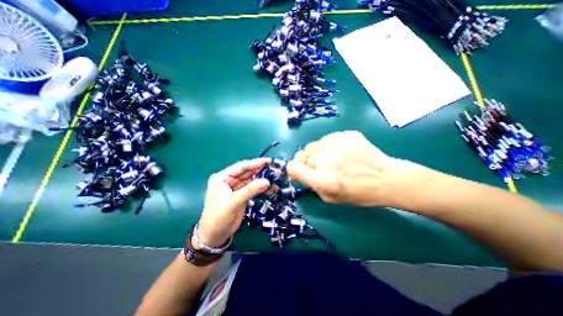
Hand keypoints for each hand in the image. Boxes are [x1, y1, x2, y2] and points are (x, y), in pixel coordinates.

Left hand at [198, 157, 269, 246]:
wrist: (215, 236)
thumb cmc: (218, 216)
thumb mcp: (233, 201)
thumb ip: (250, 190)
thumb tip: (267, 181)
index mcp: (223, 177)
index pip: (241, 166)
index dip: (255, 163)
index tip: (269, 161)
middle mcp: (230, 180)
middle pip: (248, 173)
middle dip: (261, 171)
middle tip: (275, 170)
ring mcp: (236, 188)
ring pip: (252, 181)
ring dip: (263, 180)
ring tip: (276, 178)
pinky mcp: (242, 196)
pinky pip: (253, 189)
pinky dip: (262, 189)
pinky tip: (271, 188)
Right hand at [288, 129, 401, 205]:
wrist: (387, 179)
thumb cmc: (358, 194)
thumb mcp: (329, 197)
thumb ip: (310, 184)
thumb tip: (296, 173)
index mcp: (323, 180)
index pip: (293, 167)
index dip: (293, 169)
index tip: (298, 171)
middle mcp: (328, 161)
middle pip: (302, 155)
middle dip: (307, 163)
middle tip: (318, 167)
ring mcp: (338, 144)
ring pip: (313, 145)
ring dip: (316, 153)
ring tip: (330, 158)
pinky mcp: (348, 134)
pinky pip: (327, 138)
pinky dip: (328, 146)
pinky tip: (340, 152)